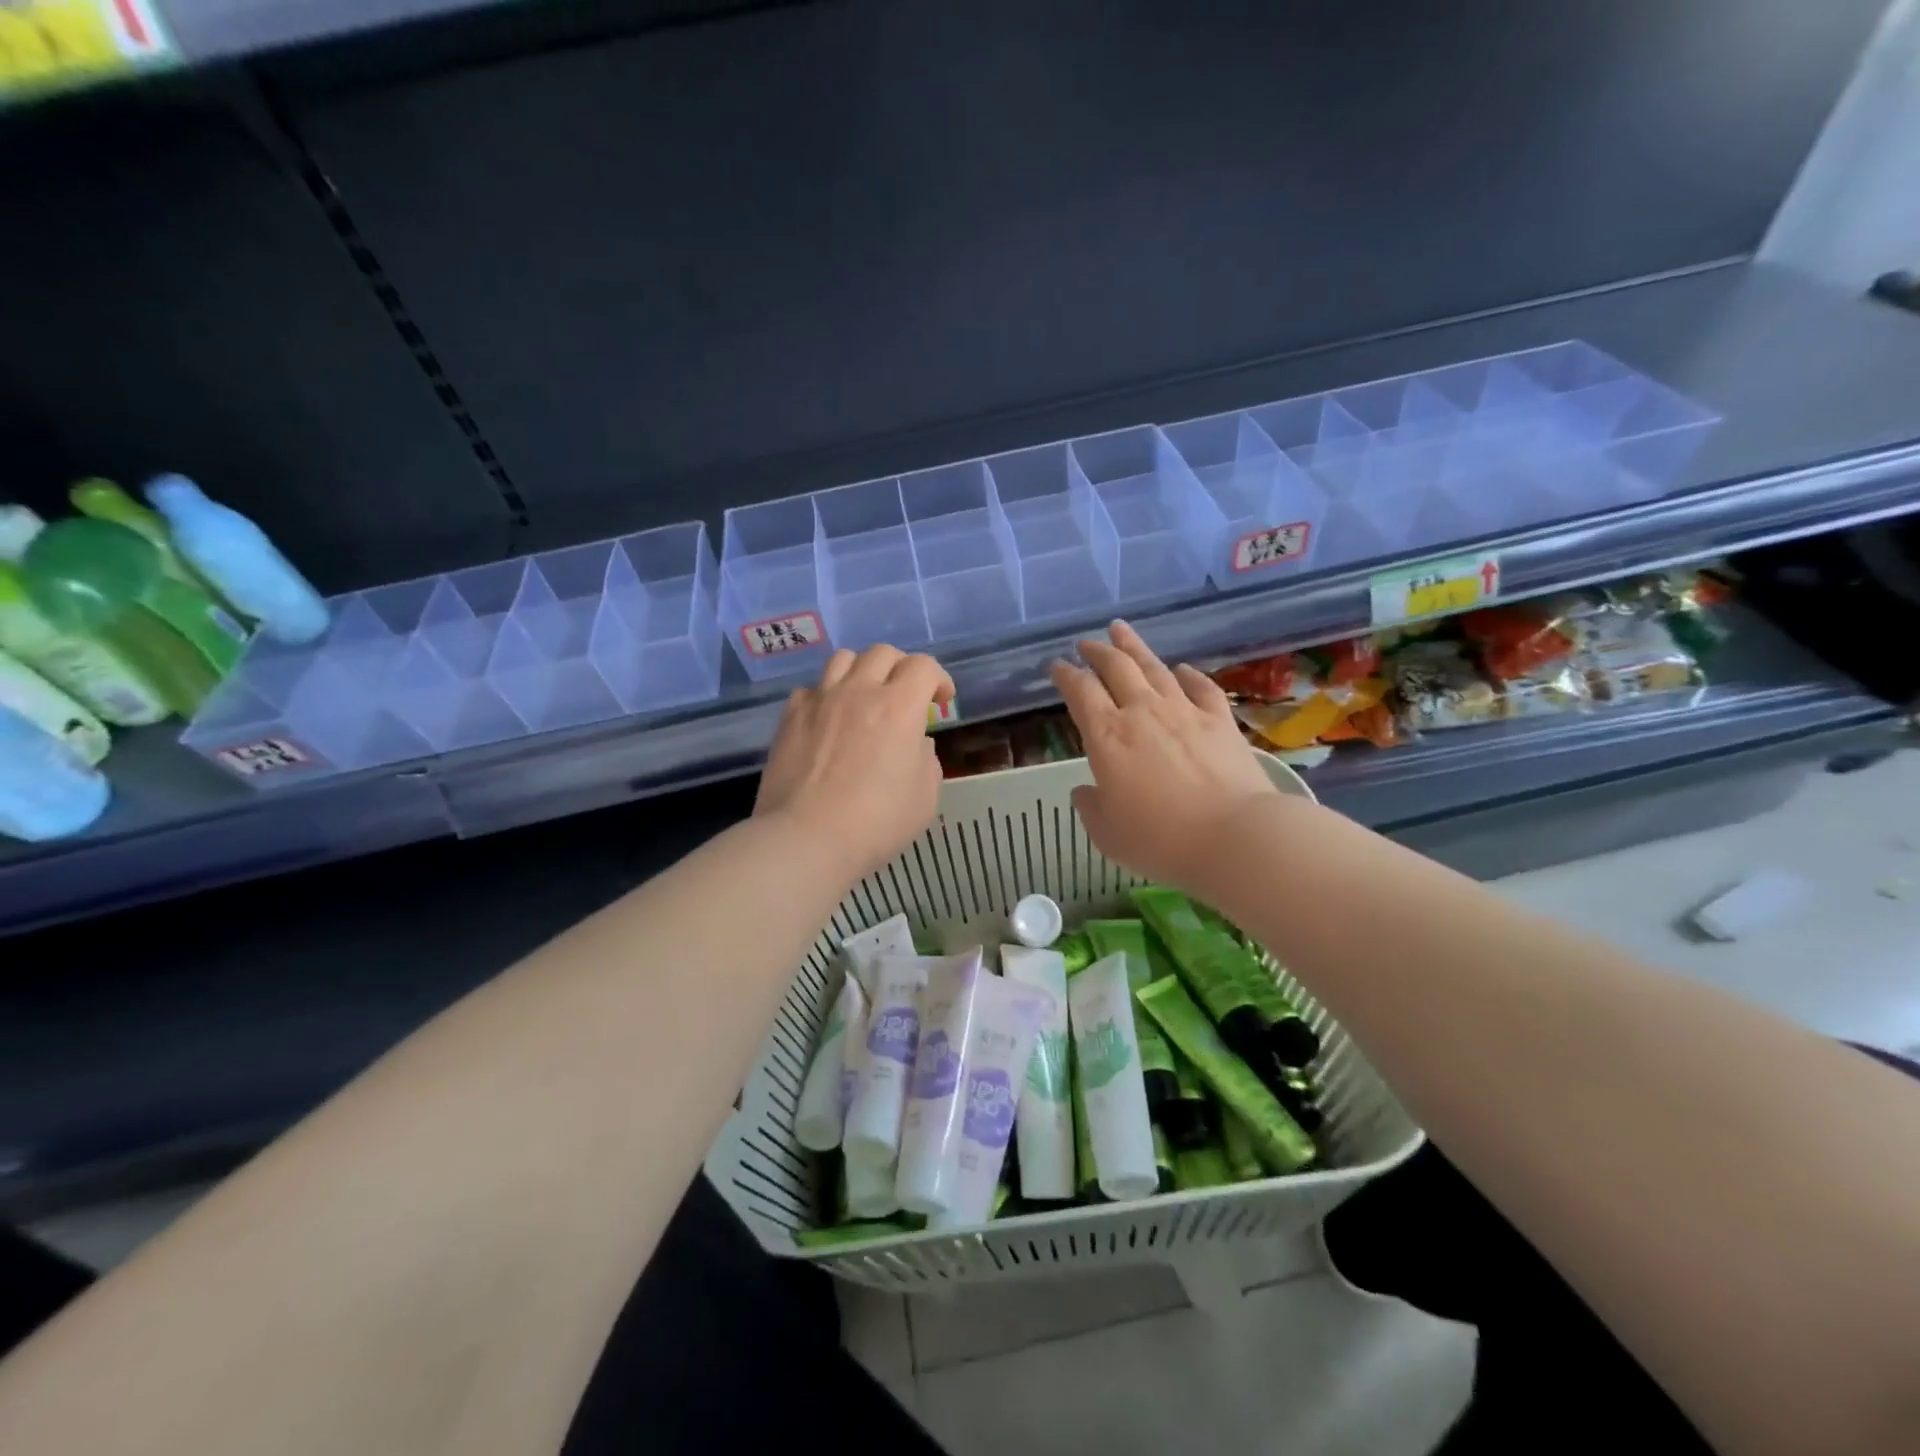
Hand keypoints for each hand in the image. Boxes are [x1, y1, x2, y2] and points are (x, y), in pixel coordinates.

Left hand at [756, 644, 955, 879]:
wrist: (807, 838)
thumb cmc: (876, 823)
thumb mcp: (925, 798)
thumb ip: (927, 760)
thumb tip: (916, 742)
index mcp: (899, 707)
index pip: (924, 666)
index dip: (938, 678)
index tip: (941, 701)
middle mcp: (859, 692)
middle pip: (883, 653)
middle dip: (901, 668)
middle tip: (905, 696)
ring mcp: (820, 700)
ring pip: (844, 659)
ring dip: (862, 671)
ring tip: (864, 697)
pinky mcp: (790, 716)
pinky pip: (812, 688)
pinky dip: (826, 695)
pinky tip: (829, 719)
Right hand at [1051, 621, 1280, 891]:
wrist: (1234, 836)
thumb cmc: (1160, 840)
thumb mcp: (1108, 834)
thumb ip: (1091, 808)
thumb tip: (1085, 791)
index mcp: (1107, 736)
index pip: (1080, 692)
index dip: (1066, 676)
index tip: (1057, 666)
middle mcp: (1142, 712)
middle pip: (1117, 668)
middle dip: (1097, 652)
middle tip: (1087, 643)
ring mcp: (1184, 712)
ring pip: (1155, 668)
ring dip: (1135, 647)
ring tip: (1121, 630)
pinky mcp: (1220, 720)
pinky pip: (1201, 687)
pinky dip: (1188, 674)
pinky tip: (1182, 669)